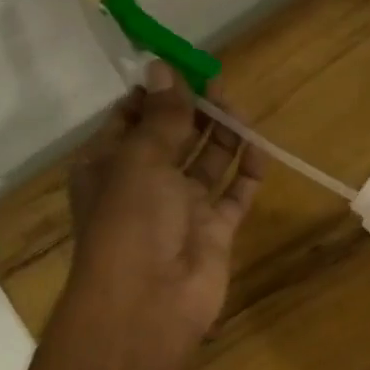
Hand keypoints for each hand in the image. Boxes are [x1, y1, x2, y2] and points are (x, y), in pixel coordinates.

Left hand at [65, 60, 265, 367]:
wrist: (149, 302)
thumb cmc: (131, 221)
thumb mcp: (140, 158)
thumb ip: (161, 116)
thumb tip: (162, 67)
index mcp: (109, 165)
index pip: (130, 119)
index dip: (155, 94)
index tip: (181, 68)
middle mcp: (144, 184)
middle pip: (173, 137)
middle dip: (194, 111)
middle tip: (219, 86)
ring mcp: (181, 209)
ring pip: (206, 163)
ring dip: (222, 136)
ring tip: (239, 111)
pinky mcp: (214, 231)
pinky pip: (233, 195)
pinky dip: (247, 173)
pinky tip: (259, 150)